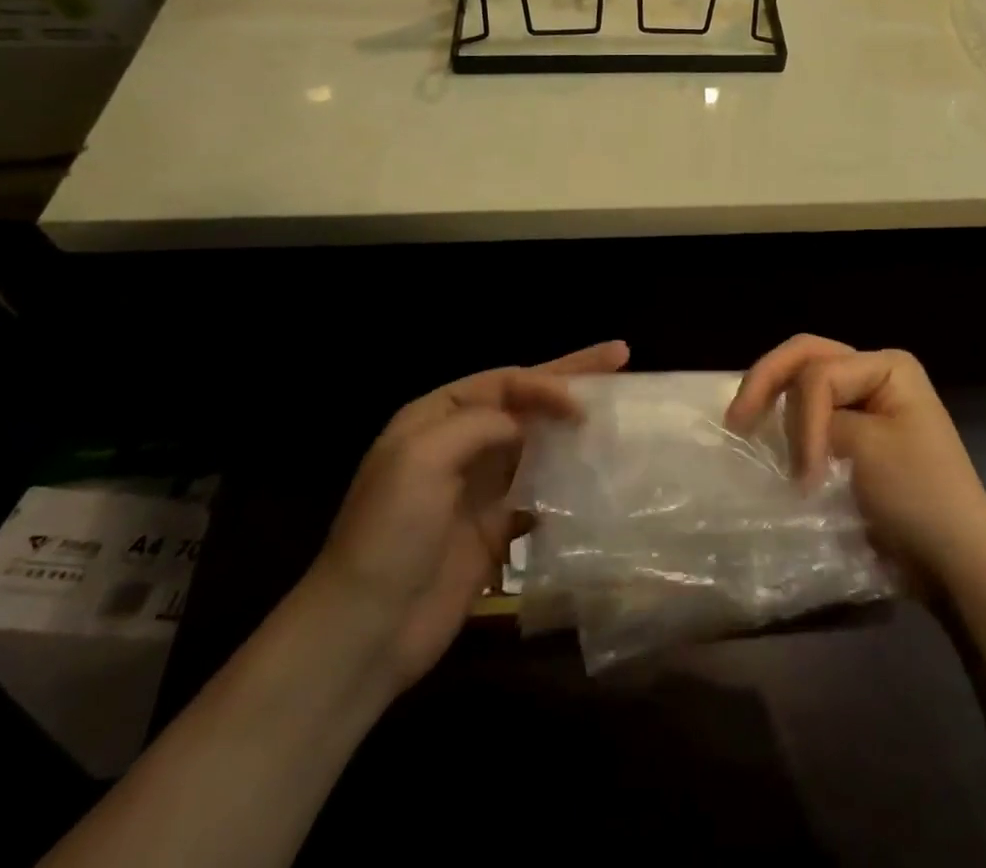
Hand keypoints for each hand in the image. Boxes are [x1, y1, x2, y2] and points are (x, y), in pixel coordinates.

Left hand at [312, 340, 629, 694]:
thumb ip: (478, 425)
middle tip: (620, 356)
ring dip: (572, 427)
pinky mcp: (494, 529)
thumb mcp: (421, 460)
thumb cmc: (390, 534)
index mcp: (435, 418)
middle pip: (524, 402)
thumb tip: (525, 423)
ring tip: (616, 411)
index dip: (545, 383)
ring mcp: (478, 487)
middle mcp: (459, 444)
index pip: (503, 383)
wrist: (366, 630)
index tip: (581, 402)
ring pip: (536, 442)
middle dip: (570, 379)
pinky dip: (566, 479)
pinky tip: (596, 475)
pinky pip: (538, 491)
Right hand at [726, 335, 985, 587]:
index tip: (805, 476)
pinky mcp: (858, 435)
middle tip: (735, 421)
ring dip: (777, 407)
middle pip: (806, 360)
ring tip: (749, 432)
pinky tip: (770, 443)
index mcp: (886, 365)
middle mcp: (876, 373)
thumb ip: (816, 423)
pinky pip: (813, 416)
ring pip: (804, 385)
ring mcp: (868, 403)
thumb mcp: (864, 449)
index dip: (802, 420)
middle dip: (766, 383)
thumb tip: (782, 431)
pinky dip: (789, 427)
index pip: (818, 373)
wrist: (957, 563)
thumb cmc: (918, 497)